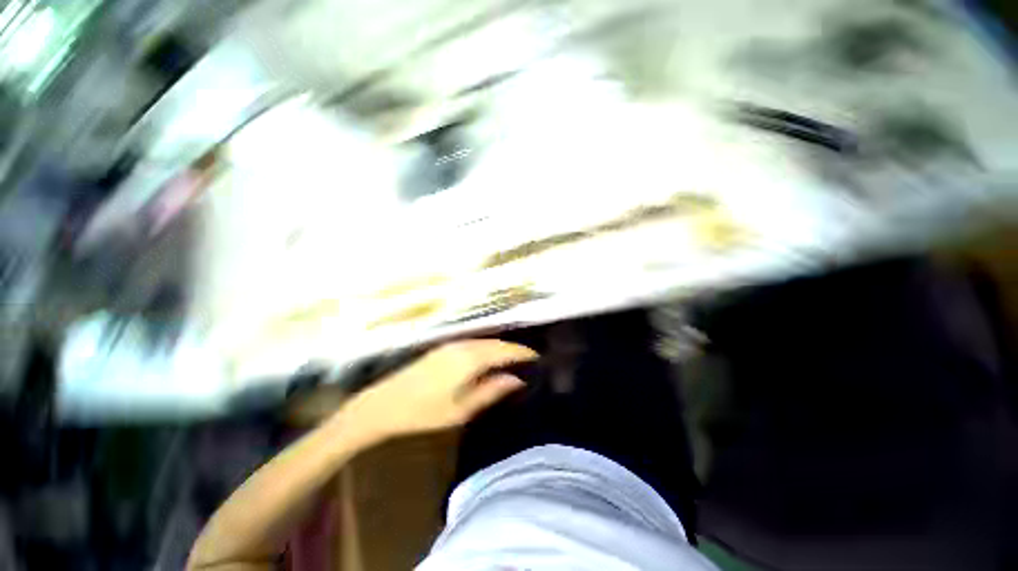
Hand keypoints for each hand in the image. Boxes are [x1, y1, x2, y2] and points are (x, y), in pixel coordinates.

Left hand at [341, 340, 537, 441]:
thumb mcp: (462, 408)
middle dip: (514, 349)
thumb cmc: (424, 411)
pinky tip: (490, 358)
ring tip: (514, 359)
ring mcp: (452, 343)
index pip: (505, 350)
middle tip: (530, 359)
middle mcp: (464, 345)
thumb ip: (492, 391)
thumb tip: (517, 380)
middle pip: (496, 343)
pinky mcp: (444, 346)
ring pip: (485, 341)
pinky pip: (474, 342)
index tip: (538, 358)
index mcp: (470, 358)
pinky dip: (487, 348)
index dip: (523, 353)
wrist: (384, 403)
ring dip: (501, 348)